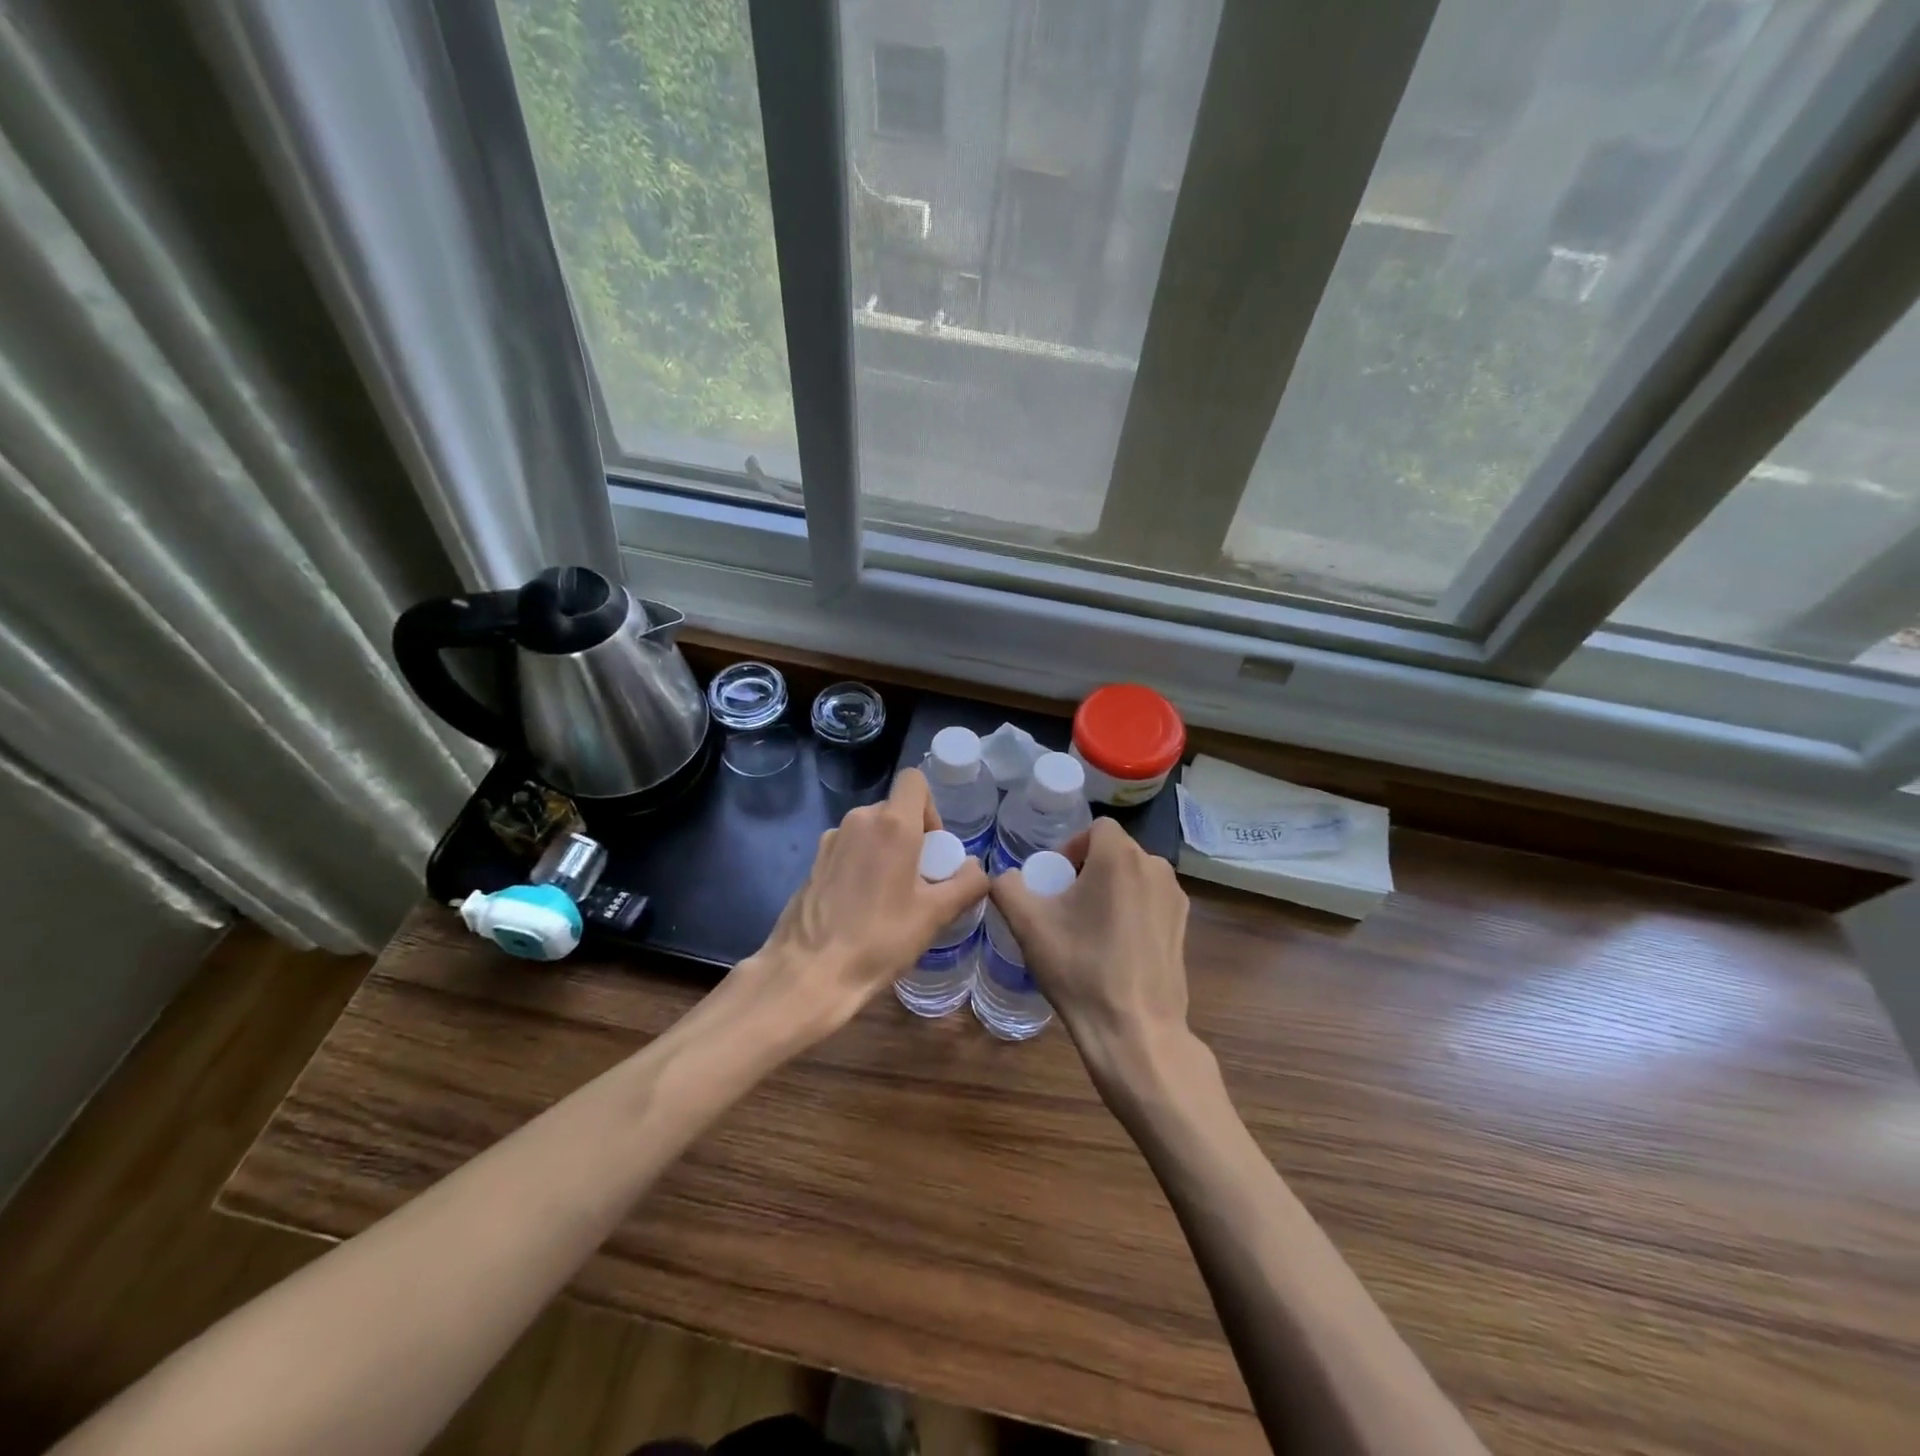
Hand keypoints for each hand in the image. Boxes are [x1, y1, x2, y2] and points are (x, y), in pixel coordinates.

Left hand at [736, 768, 988, 1037]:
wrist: (810, 972)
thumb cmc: (879, 939)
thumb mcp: (935, 915)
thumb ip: (966, 884)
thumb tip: (977, 869)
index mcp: (891, 824)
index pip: (914, 780)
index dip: (931, 807)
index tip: (933, 847)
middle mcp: (858, 820)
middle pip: (894, 809)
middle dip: (912, 835)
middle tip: (919, 880)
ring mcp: (831, 840)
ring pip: (870, 831)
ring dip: (886, 851)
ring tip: (890, 897)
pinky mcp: (814, 862)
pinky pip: (849, 850)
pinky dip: (862, 865)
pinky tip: (861, 906)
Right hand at [988, 818, 1193, 1084]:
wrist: (1134, 1030)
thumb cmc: (1080, 968)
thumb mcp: (1027, 924)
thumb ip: (1006, 886)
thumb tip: (1005, 877)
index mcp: (1120, 857)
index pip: (1096, 827)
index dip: (1071, 846)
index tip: (1055, 881)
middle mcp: (1155, 867)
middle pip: (1115, 851)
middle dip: (1088, 868)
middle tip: (1066, 905)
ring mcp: (1175, 898)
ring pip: (1134, 876)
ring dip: (1110, 889)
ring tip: (1089, 927)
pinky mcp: (1184, 926)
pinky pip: (1150, 901)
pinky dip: (1131, 910)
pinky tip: (1116, 947)